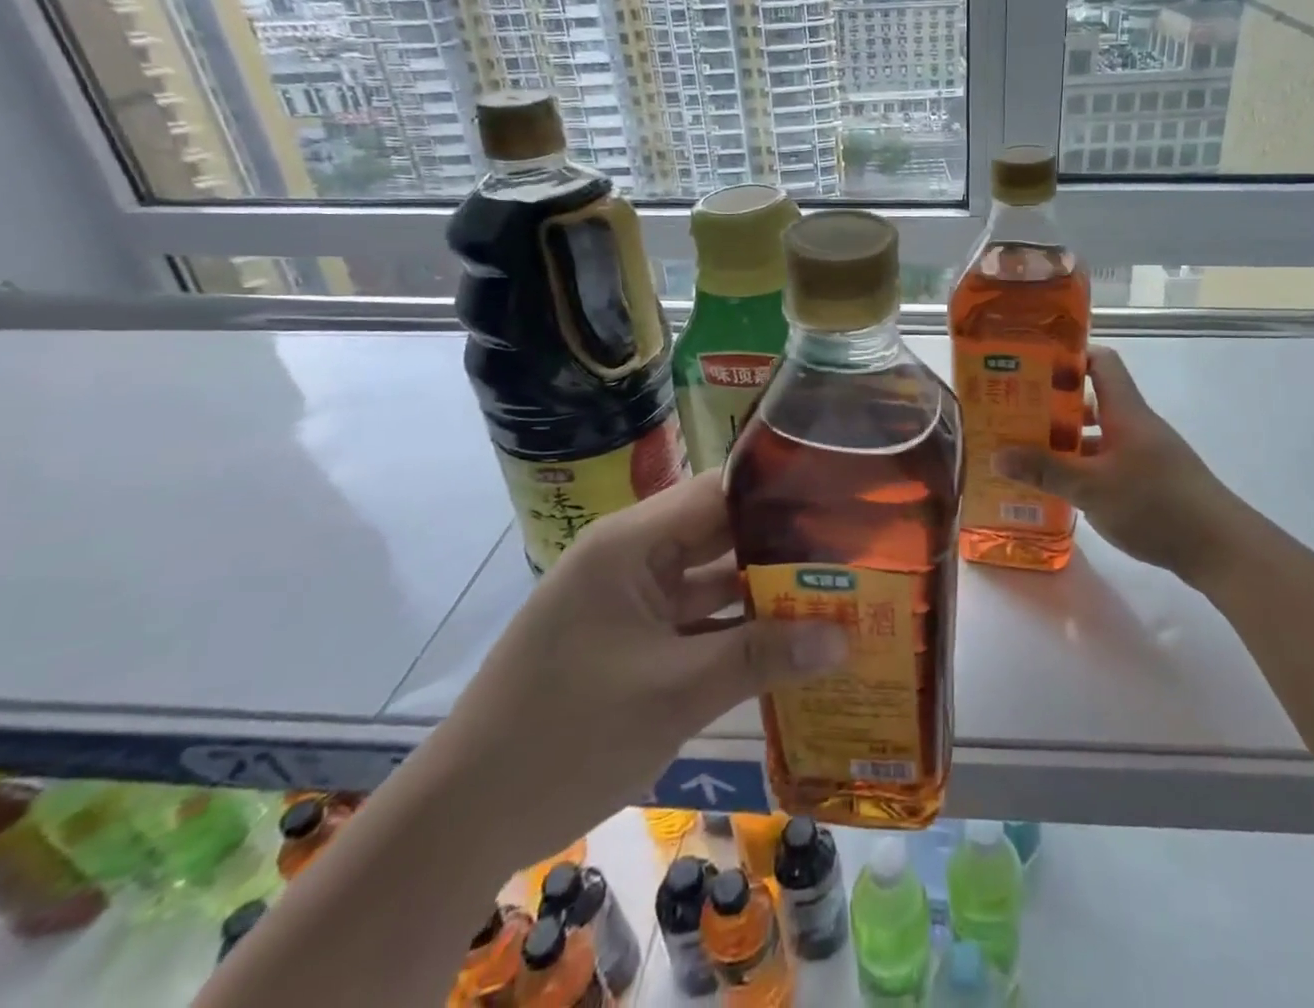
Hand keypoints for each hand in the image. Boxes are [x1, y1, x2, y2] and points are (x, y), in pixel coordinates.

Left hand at [427, 471, 845, 869]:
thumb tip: (845, 637)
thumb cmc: (567, 735)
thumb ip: (762, 657)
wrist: (462, 821)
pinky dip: (734, 630)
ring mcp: (629, 601)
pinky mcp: (629, 641)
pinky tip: (788, 641)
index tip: (840, 504)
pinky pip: (693, 621)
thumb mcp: (674, 693)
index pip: (718, 492)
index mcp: (631, 543)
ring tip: (834, 590)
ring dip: (762, 591)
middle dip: (781, 546)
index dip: (779, 494)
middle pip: (719, 534)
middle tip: (851, 552)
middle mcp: (631, 558)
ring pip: (709, 580)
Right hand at [993, 346, 1241, 583]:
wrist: (1219, 547)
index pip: (1100, 362)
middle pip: (1093, 398)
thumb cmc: (1154, 504)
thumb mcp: (1091, 488)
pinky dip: (1084, 466)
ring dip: (1067, 439)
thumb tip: (996, 456)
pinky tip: (1061, 486)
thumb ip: (1045, 470)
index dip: (1069, 355)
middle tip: (1015, 411)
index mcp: (1125, 411)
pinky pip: (1108, 460)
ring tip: (1027, 450)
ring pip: (1099, 434)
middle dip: (1054, 403)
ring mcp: (1145, 453)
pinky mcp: (1150, 480)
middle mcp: (1136, 424)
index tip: (1032, 362)